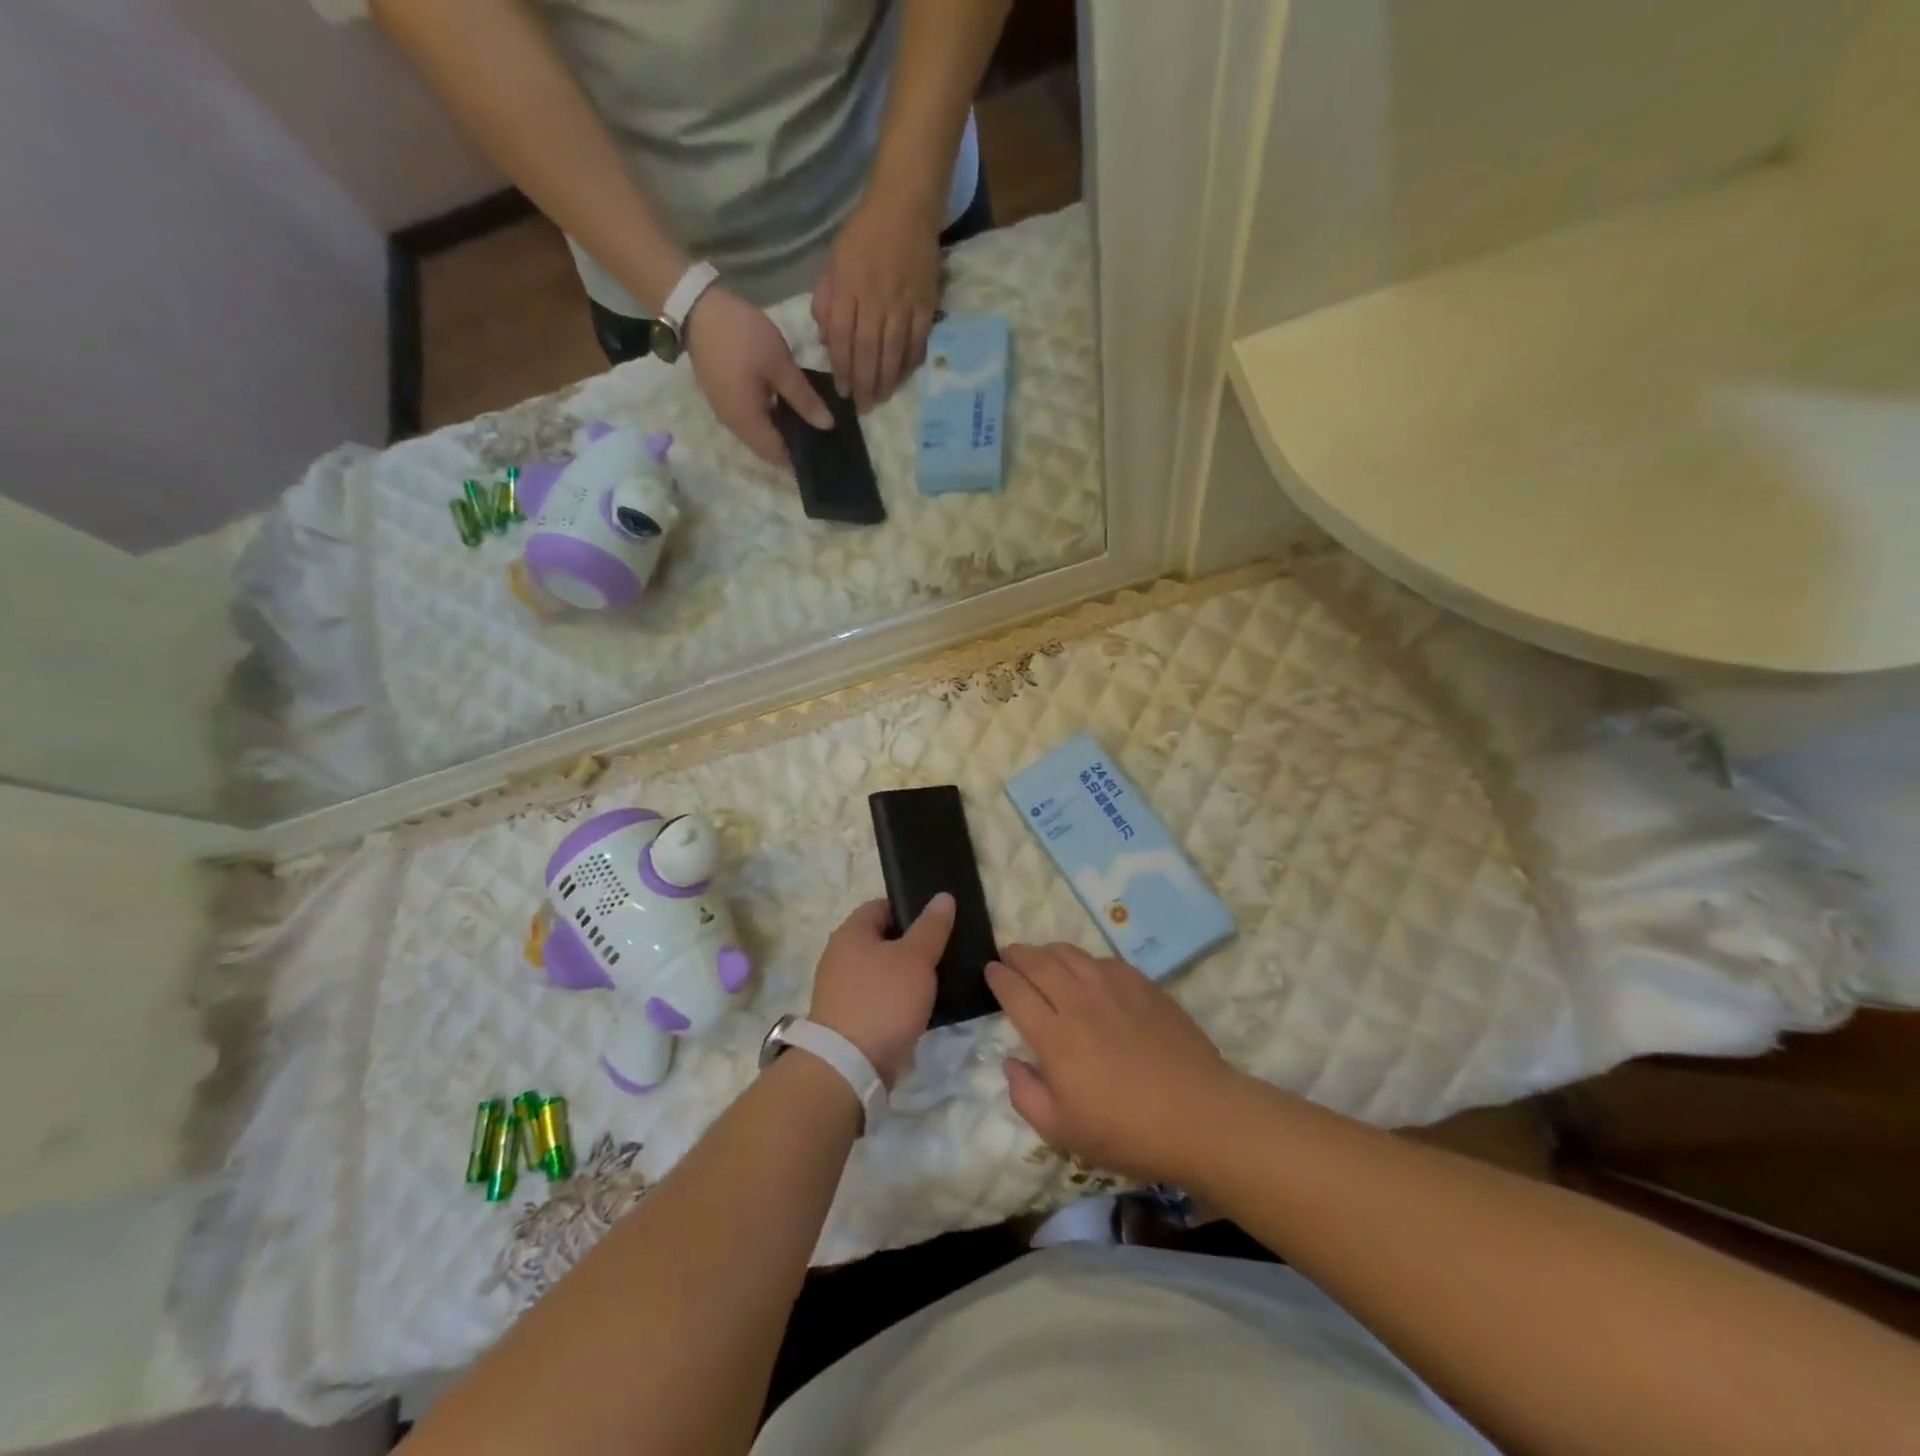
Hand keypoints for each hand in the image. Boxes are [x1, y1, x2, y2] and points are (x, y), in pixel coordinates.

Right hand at [684, 285, 831, 468]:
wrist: (695, 307)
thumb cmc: (741, 336)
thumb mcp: (779, 365)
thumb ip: (804, 398)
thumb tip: (827, 426)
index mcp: (748, 423)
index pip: (779, 457)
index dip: (801, 458)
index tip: (824, 451)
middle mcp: (734, 426)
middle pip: (768, 449)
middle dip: (792, 446)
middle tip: (820, 434)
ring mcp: (725, 412)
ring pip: (759, 434)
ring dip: (780, 431)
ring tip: (808, 419)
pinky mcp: (722, 398)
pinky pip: (750, 419)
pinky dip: (769, 418)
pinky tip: (786, 404)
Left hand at [809, 894, 954, 1088]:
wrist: (849, 1066)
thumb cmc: (883, 1000)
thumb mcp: (916, 958)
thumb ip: (931, 927)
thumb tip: (943, 896)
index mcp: (851, 933)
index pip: (882, 906)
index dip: (910, 908)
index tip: (939, 920)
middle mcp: (840, 956)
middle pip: (883, 939)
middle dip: (913, 944)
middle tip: (946, 949)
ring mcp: (842, 990)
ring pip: (884, 972)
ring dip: (908, 975)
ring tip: (941, 978)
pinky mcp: (850, 1019)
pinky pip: (880, 999)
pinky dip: (900, 1000)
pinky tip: (924, 1007)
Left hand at [812, 190, 941, 410]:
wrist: (905, 206)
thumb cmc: (864, 235)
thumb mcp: (834, 262)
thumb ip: (827, 301)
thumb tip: (826, 340)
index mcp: (849, 288)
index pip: (843, 338)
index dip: (843, 369)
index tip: (843, 392)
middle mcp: (875, 300)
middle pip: (869, 351)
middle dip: (865, 383)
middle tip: (864, 407)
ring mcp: (903, 304)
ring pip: (893, 352)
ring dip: (887, 380)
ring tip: (882, 399)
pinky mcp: (925, 304)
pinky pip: (917, 341)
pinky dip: (910, 362)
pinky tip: (904, 377)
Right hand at [986, 944, 1240, 1183]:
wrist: (1198, 1114)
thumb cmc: (1126, 1131)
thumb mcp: (1062, 1131)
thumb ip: (1026, 1095)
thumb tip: (1011, 1062)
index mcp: (1054, 1035)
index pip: (1015, 991)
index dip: (998, 977)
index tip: (990, 971)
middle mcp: (1078, 1000)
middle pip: (1038, 962)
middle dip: (1017, 955)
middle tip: (1008, 955)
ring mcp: (1113, 987)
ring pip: (1070, 953)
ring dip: (1048, 951)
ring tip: (1041, 957)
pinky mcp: (1142, 984)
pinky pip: (1103, 960)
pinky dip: (1084, 960)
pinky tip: (1086, 970)